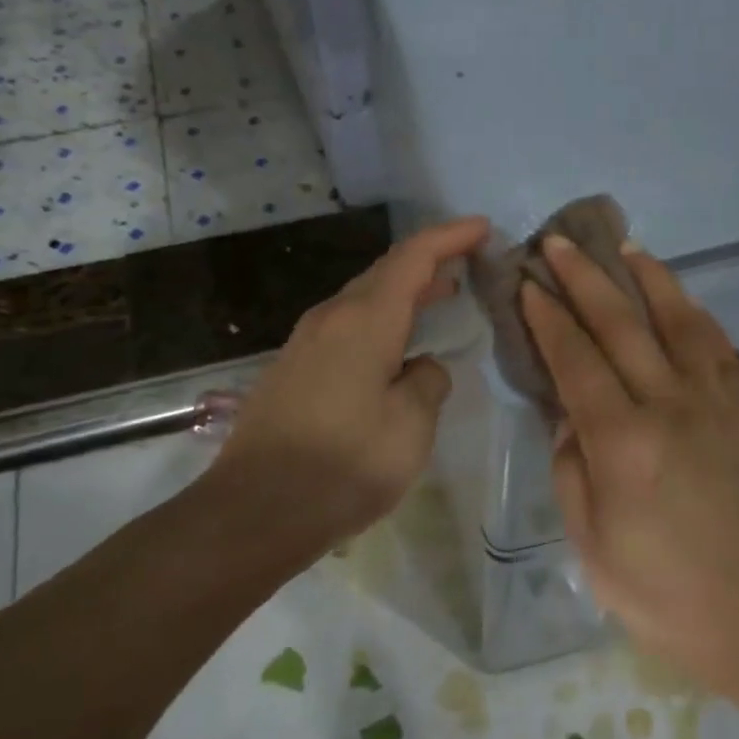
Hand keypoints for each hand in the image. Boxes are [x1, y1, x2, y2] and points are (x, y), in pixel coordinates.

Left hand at [203, 216, 488, 564]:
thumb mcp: (410, 426)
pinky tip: (397, 345)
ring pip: (364, 299)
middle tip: (469, 261)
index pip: (413, 258)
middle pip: (385, 272)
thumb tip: (422, 367)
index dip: (450, 237)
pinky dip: (382, 320)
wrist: (255, 511)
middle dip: (429, 261)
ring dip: (404, 292)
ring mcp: (306, 343)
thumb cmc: (344, 466)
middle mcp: (331, 318)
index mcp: (364, 321)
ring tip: (442, 295)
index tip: (483, 228)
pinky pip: (348, 326)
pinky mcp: (294, 369)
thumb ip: (428, 383)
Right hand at [522, 235, 738, 694]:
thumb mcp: (589, 542)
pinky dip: (695, 316)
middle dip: (586, 279)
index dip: (549, 318)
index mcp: (623, 443)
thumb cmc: (659, 591)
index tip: (529, 283)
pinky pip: (721, 348)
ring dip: (650, 279)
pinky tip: (680, 302)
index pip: (577, 361)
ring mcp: (719, 404)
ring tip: (628, 247)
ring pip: (681, 322)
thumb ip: (571, 468)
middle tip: (560, 243)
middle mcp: (672, 408)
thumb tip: (568, 415)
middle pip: (623, 326)